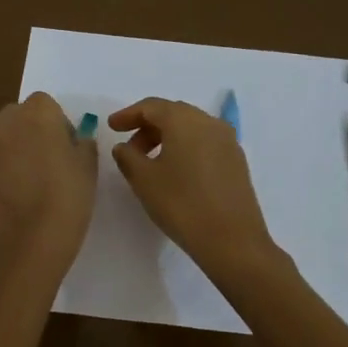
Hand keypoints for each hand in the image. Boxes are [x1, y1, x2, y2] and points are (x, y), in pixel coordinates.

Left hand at [0, 93, 97, 268]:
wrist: (35, 233)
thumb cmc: (69, 192)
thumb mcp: (88, 163)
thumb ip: (82, 141)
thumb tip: (75, 139)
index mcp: (37, 113)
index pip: (44, 103)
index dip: (56, 121)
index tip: (66, 144)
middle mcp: (7, 123)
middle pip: (18, 115)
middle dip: (31, 129)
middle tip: (48, 158)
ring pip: (3, 138)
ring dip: (15, 148)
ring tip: (32, 178)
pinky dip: (2, 171)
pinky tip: (17, 194)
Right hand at [108, 97, 277, 284]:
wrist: (232, 240)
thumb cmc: (182, 204)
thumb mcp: (144, 180)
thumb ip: (127, 156)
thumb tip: (124, 146)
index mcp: (185, 120)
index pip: (151, 106)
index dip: (128, 114)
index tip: (111, 127)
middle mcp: (209, 122)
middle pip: (173, 113)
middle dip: (148, 126)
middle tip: (129, 147)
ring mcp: (227, 140)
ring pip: (191, 127)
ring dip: (167, 137)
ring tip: (150, 161)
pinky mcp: (237, 160)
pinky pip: (205, 142)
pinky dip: (186, 147)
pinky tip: (176, 170)